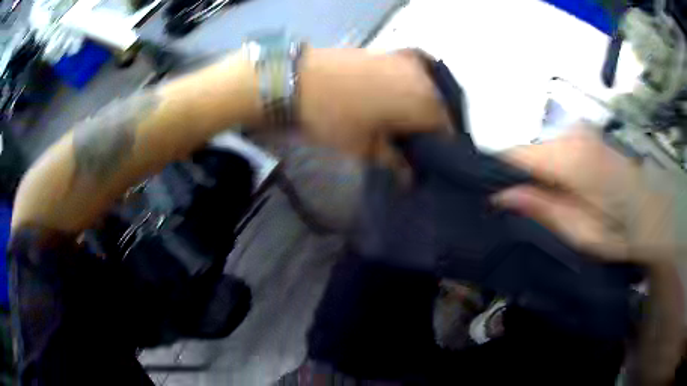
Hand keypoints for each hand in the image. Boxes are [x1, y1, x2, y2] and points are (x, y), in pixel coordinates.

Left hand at [297, 48, 447, 159]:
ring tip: (406, 121)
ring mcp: (408, 61)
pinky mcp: (391, 51)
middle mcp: (424, 79)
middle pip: (440, 108)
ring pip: (429, 89)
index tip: (426, 161)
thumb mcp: (366, 148)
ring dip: (424, 105)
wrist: (298, 80)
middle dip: (432, 127)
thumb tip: (411, 179)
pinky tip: (402, 94)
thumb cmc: (334, 118)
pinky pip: (415, 71)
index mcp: (425, 104)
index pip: (447, 131)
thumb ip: (396, 163)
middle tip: (414, 143)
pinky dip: (414, 84)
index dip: (439, 150)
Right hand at [492, 126, 676, 263]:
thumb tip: (501, 196)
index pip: (514, 155)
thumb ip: (543, 209)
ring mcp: (580, 133)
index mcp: (569, 157)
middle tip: (514, 212)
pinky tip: (557, 191)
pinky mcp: (586, 138)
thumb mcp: (581, 232)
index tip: (487, 200)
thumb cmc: (622, 231)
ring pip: (540, 152)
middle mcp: (571, 134)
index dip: (495, 175)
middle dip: (516, 179)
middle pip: (526, 152)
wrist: (655, 215)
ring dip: (534, 176)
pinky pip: (555, 151)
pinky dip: (549, 170)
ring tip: (538, 205)